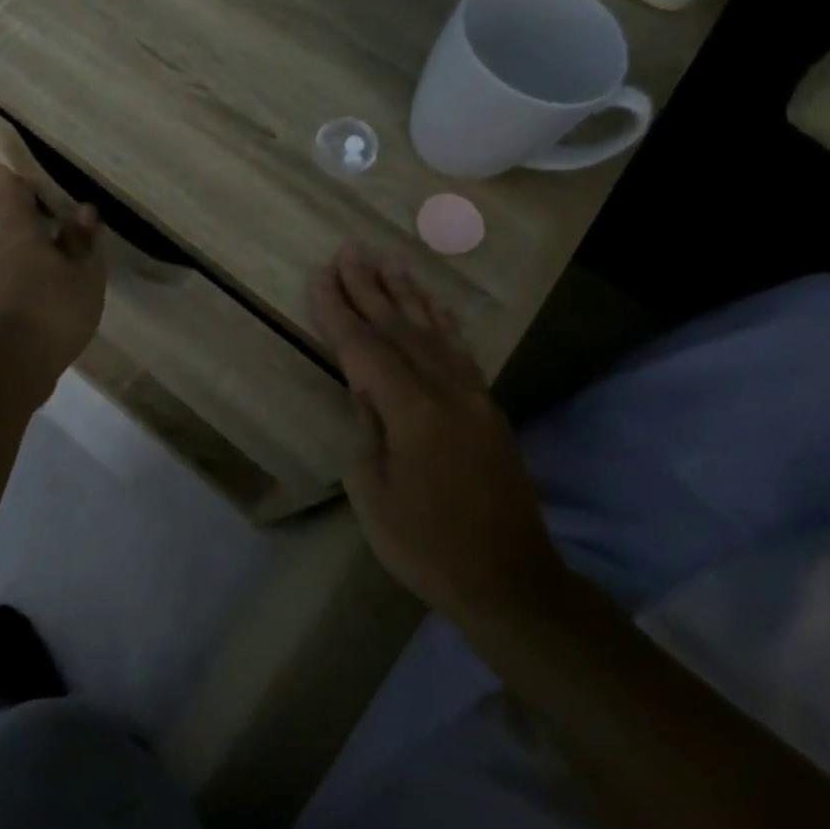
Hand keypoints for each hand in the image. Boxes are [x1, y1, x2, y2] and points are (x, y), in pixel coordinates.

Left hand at [0, 154, 106, 392]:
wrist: (18, 365)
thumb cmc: (54, 309)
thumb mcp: (84, 274)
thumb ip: (83, 242)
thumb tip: (83, 212)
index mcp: (21, 234)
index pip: (8, 193)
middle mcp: (5, 251)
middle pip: (11, 219)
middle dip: (14, 202)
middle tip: (20, 185)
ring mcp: (3, 280)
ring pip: (19, 247)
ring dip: (34, 236)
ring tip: (59, 230)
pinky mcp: (8, 305)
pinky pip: (25, 270)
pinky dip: (39, 262)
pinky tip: (59, 271)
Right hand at [309, 241, 566, 617]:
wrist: (509, 579)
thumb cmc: (427, 544)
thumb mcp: (374, 494)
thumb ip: (367, 431)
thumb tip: (365, 393)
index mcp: (411, 410)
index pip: (364, 348)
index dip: (338, 311)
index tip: (320, 275)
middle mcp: (444, 390)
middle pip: (398, 327)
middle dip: (369, 286)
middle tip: (350, 248)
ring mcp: (471, 397)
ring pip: (433, 331)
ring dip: (407, 294)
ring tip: (389, 261)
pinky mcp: (487, 408)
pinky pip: (460, 351)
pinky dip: (443, 322)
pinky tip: (434, 306)